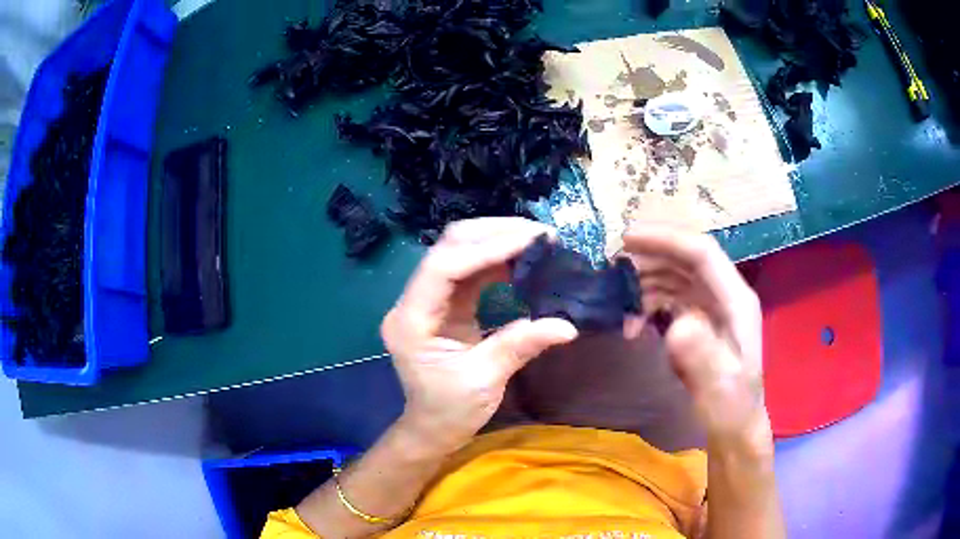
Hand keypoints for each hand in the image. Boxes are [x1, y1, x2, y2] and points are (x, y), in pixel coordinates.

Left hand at [382, 218, 578, 454]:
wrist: (432, 428)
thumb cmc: (450, 411)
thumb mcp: (484, 381)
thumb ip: (520, 345)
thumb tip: (567, 325)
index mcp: (411, 321)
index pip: (443, 267)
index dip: (486, 249)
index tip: (530, 239)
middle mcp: (412, 302)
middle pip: (447, 248)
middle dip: (492, 233)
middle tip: (538, 233)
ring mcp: (426, 300)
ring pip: (458, 253)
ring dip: (496, 241)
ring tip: (536, 240)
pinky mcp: (442, 304)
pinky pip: (468, 271)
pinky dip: (496, 260)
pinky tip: (522, 259)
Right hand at [622, 225, 770, 451]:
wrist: (734, 428)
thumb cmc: (730, 408)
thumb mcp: (719, 388)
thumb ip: (703, 356)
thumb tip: (677, 325)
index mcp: (736, 300)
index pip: (703, 253)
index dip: (667, 239)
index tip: (626, 238)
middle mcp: (724, 295)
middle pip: (685, 258)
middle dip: (649, 255)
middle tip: (611, 264)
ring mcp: (711, 307)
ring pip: (675, 276)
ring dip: (645, 281)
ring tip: (618, 300)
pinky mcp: (699, 321)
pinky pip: (670, 298)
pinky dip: (648, 303)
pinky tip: (632, 324)